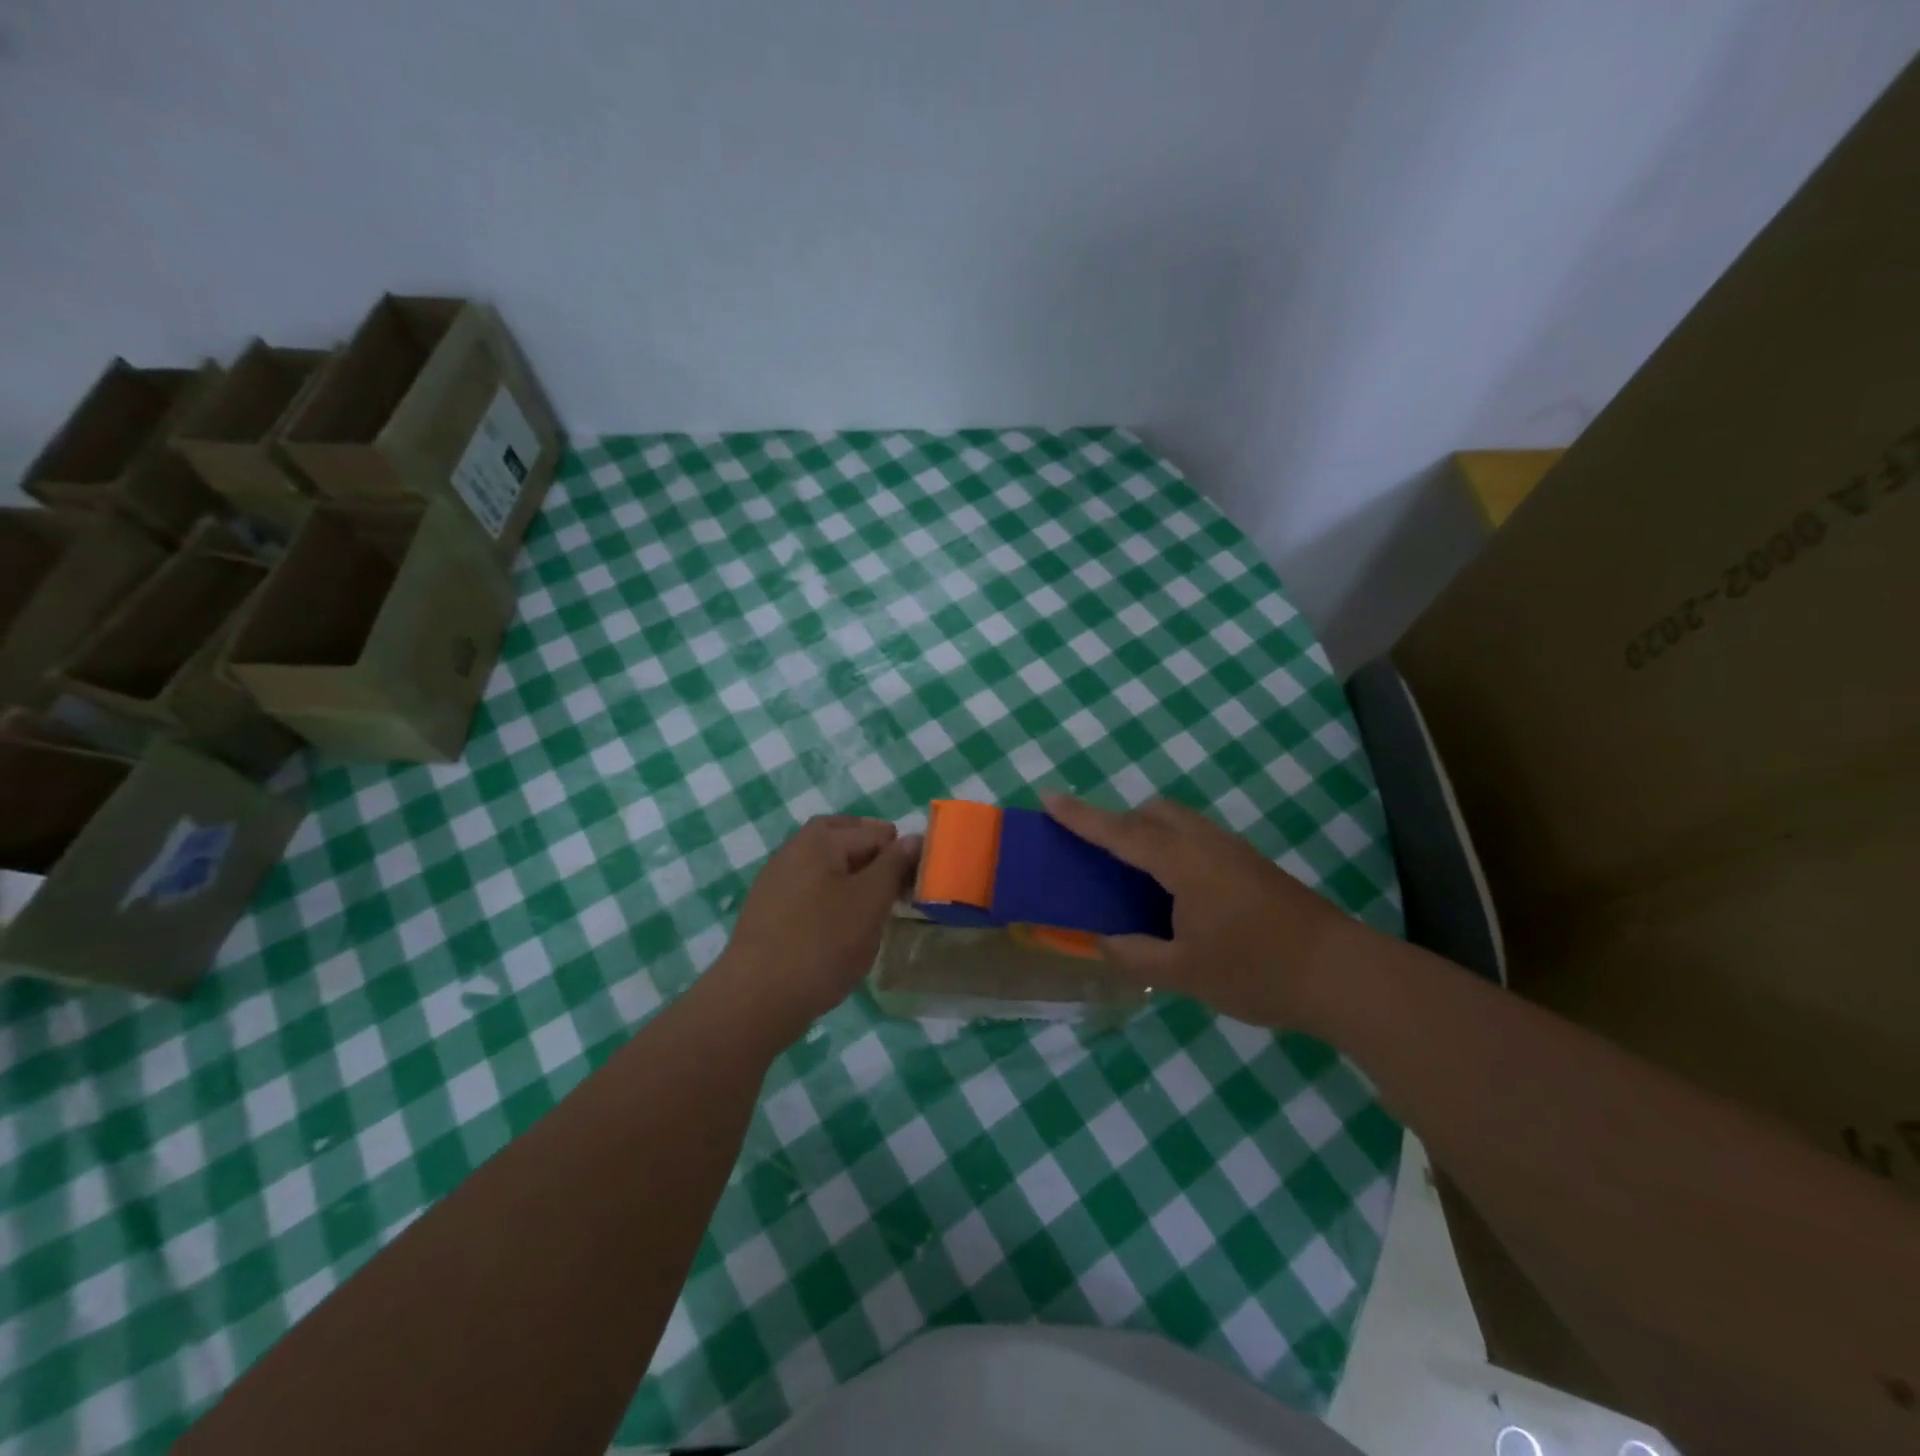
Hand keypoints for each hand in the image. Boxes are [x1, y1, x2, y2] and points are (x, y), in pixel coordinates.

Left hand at [715, 816, 921, 1044]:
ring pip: (827, 863)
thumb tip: (914, 838)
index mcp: (820, 839)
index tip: (912, 891)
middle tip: (893, 891)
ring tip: (870, 910)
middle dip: (873, 857)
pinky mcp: (769, 907)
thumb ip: (894, 866)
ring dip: (853, 876)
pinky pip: (810, 887)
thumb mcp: (870, 902)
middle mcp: (794, 848)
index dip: (901, 858)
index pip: (878, 833)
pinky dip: (831, 895)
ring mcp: (777, 878)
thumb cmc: (822, 945)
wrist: (756, 999)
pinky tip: (839, 927)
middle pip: (846, 838)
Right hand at [1043, 793, 1355, 1030]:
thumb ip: (1136, 955)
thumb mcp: (1185, 973)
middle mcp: (1206, 844)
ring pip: (1179, 822)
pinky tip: (1175, 892)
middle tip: (1097, 853)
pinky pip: (1197, 838)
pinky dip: (1172, 847)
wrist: (1343, 974)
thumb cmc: (1257, 971)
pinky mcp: (1252, 865)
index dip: (1081, 817)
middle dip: (1119, 821)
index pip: (1120, 832)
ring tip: (1132, 875)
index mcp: (1183, 863)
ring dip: (1148, 833)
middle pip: (1154, 812)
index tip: (1048, 797)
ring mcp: (1234, 851)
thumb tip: (1102, 941)